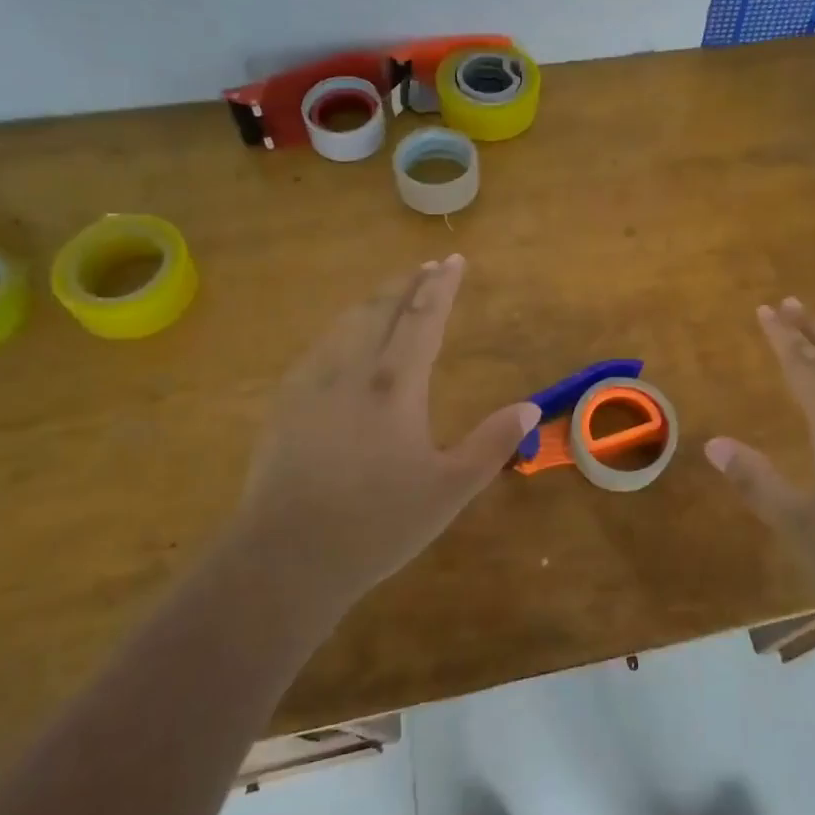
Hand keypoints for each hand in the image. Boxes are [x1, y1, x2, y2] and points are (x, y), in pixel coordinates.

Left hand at [236, 255, 538, 616]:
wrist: (286, 556)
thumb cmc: (377, 523)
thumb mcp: (449, 490)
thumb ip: (492, 444)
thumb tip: (530, 407)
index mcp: (395, 386)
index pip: (423, 319)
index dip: (441, 287)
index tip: (453, 259)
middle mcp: (352, 372)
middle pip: (381, 311)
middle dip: (406, 284)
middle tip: (424, 265)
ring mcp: (311, 386)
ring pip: (345, 326)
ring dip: (372, 302)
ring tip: (388, 291)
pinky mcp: (283, 406)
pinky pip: (317, 350)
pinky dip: (339, 331)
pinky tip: (338, 341)